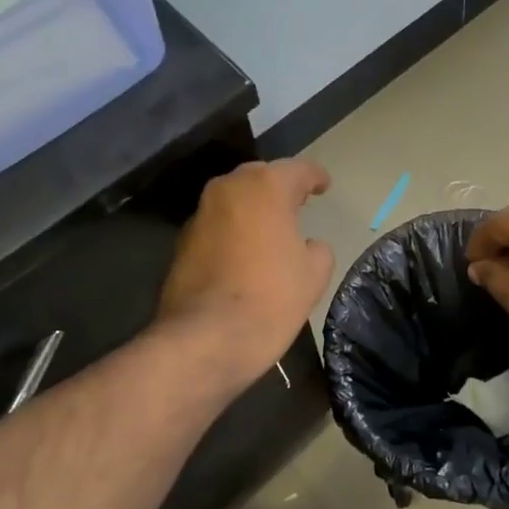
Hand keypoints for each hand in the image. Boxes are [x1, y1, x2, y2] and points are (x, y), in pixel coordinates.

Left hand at [157, 160, 334, 387]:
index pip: (297, 170)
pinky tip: (246, 251)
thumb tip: (306, 245)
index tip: (325, 185)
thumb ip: (317, 249)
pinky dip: (234, 229)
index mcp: (265, 187)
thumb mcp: (314, 274)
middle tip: (298, 202)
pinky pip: (218, 224)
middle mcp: (228, 189)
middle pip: (260, 177)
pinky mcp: (182, 241)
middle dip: (280, 187)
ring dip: (254, 208)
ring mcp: (200, 214)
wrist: (206, 339)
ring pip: (234, 199)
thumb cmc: (270, 298)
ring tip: (273, 227)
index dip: (315, 177)